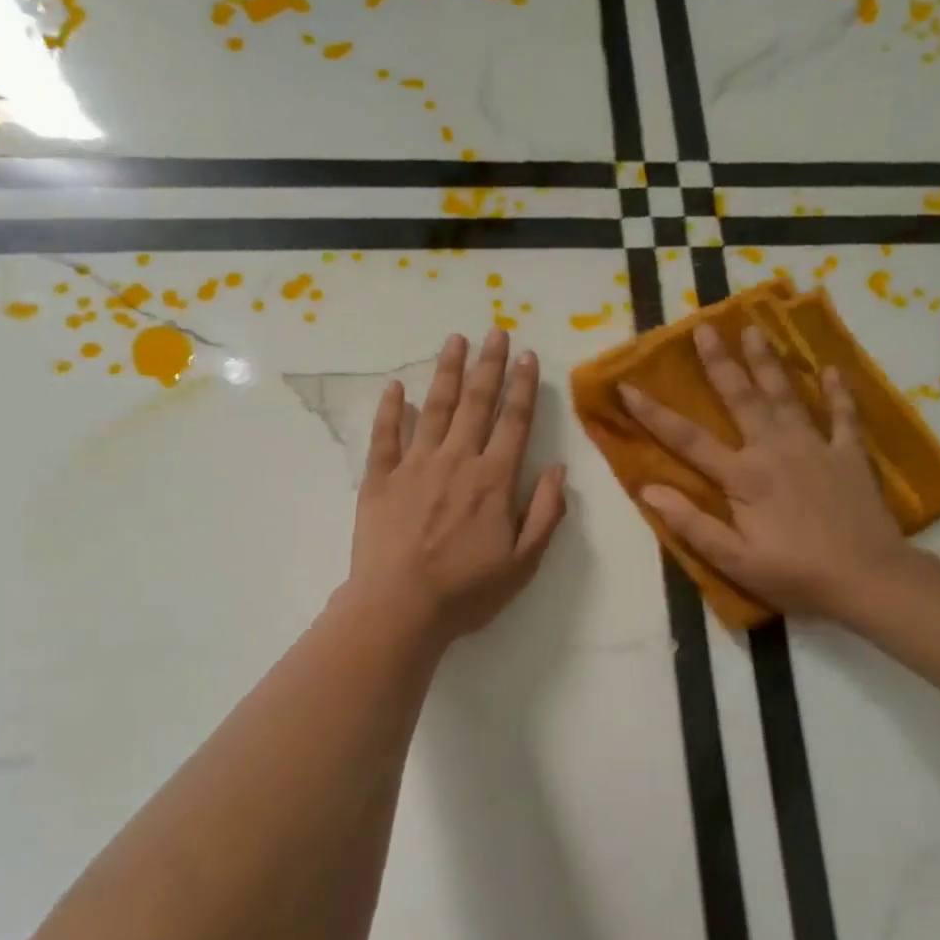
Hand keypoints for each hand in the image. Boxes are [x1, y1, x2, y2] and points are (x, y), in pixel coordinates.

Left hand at [347, 330, 568, 643]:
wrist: (399, 608)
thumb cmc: (466, 591)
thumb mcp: (523, 563)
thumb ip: (545, 514)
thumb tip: (559, 470)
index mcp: (493, 479)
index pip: (514, 422)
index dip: (523, 387)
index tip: (528, 356)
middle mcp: (456, 460)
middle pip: (476, 403)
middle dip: (489, 365)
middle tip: (495, 332)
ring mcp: (414, 465)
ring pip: (434, 408)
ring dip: (447, 372)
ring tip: (455, 341)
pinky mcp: (380, 479)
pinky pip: (385, 435)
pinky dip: (390, 409)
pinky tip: (395, 387)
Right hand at [620, 323, 912, 622]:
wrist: (869, 579)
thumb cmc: (795, 574)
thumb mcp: (734, 560)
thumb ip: (691, 524)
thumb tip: (649, 489)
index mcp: (743, 477)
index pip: (688, 439)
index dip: (654, 414)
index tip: (627, 386)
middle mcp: (775, 450)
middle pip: (741, 398)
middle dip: (720, 362)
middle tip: (704, 327)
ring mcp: (815, 448)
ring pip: (786, 396)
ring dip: (768, 362)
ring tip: (754, 330)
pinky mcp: (849, 455)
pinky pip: (843, 416)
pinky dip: (837, 392)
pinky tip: (830, 369)